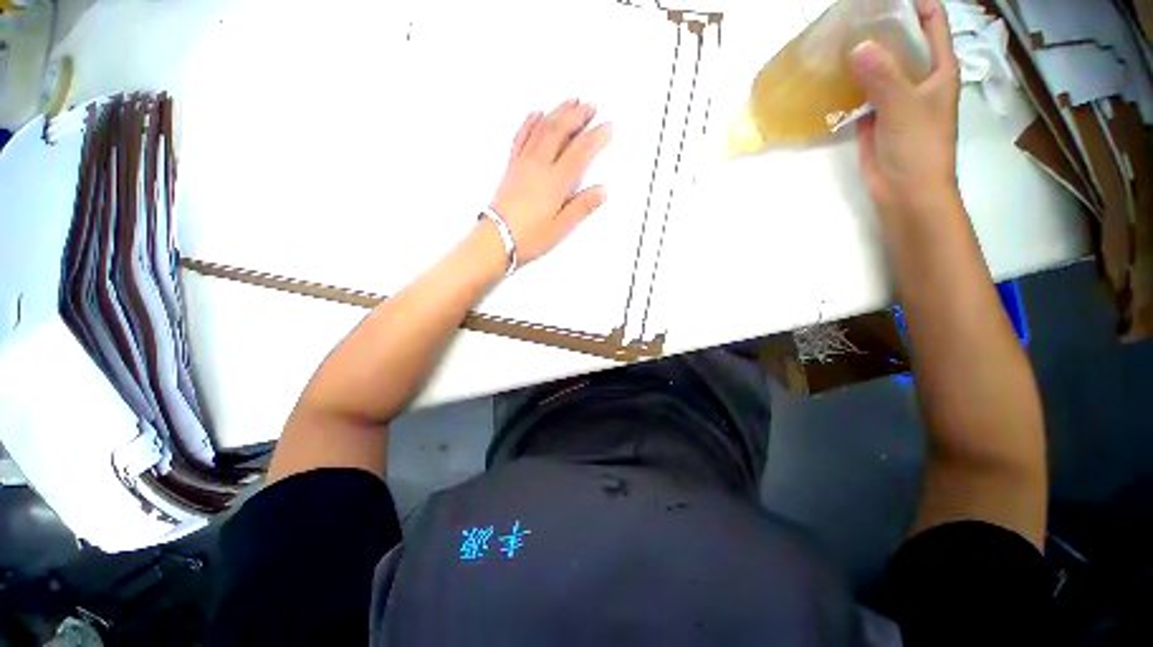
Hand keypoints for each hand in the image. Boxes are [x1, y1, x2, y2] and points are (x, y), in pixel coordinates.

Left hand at [488, 99, 612, 266]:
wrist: (496, 239)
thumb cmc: (527, 237)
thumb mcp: (561, 227)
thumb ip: (582, 207)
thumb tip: (601, 192)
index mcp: (554, 183)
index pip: (580, 152)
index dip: (596, 137)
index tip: (608, 128)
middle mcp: (538, 167)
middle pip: (560, 131)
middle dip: (577, 115)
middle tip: (591, 106)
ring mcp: (523, 163)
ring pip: (542, 128)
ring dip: (557, 112)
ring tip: (570, 101)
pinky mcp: (512, 166)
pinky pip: (521, 136)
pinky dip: (530, 121)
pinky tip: (536, 114)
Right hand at [851, 0, 960, 218]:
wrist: (904, 192)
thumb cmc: (919, 149)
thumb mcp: (905, 107)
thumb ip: (883, 77)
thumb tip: (857, 46)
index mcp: (938, 68)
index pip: (931, 21)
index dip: (914, 3)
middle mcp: (917, 76)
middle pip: (900, 39)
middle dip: (879, 25)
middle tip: (849, 16)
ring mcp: (893, 96)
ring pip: (877, 65)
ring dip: (859, 54)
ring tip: (835, 40)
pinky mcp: (873, 116)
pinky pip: (860, 91)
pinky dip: (847, 83)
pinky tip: (830, 75)